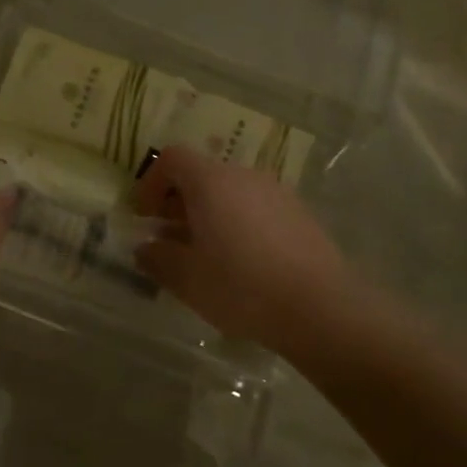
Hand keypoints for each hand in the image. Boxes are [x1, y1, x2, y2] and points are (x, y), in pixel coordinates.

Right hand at [131, 147, 353, 355]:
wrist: (322, 307)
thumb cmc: (242, 287)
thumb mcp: (187, 280)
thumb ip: (158, 259)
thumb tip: (145, 248)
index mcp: (211, 182)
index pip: (172, 158)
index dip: (151, 183)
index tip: (144, 217)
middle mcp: (244, 176)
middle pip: (201, 174)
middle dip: (178, 202)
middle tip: (169, 240)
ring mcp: (276, 192)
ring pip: (230, 191)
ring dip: (208, 214)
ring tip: (205, 256)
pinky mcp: (299, 213)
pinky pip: (255, 207)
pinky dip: (238, 223)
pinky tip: (242, 264)